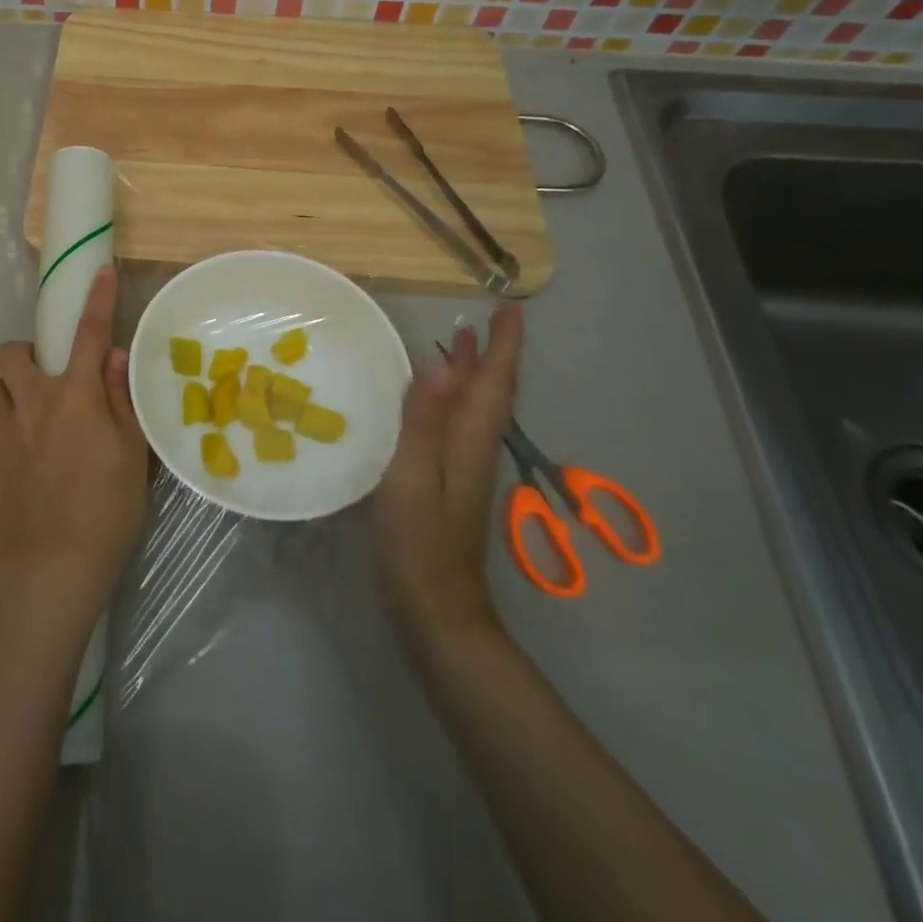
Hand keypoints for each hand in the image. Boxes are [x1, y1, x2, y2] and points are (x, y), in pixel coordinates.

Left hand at [0, 266, 148, 626]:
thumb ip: (120, 398)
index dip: (97, 299)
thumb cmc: (108, 507)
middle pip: (10, 352)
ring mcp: (3, 434)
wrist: (56, 566)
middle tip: (47, 380)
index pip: (88, 333)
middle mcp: (33, 403)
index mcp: (74, 395)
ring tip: (31, 420)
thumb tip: (112, 356)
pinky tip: (21, 464)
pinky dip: (4, 440)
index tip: (99, 271)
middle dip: (26, 355)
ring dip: (10, 395)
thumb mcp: (133, 451)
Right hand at [371, 304, 523, 643]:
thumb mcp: (413, 476)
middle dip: (491, 355)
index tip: (509, 310)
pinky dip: (452, 401)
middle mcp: (474, 450)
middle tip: (481, 320)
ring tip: (458, 345)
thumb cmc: (419, 542)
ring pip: (475, 410)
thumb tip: (439, 365)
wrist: (436, 611)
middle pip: (490, 393)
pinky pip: (456, 426)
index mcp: (470, 442)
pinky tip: (431, 402)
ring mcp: (463, 469)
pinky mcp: (448, 484)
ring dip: (472, 375)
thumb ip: (424, 421)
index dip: (502, 346)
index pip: (494, 384)